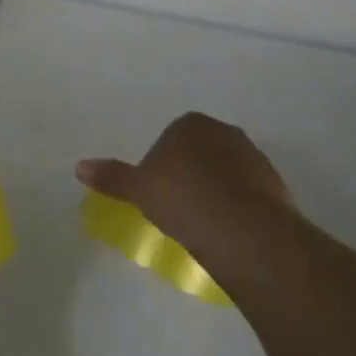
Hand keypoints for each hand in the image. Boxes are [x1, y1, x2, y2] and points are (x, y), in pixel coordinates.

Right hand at [77, 112, 294, 261]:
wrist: (244, 231)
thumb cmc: (183, 200)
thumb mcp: (139, 189)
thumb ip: (112, 176)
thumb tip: (80, 166)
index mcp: (190, 124)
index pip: (170, 138)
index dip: (161, 165)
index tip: (157, 193)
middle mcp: (224, 131)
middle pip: (199, 152)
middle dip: (189, 174)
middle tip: (177, 208)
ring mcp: (254, 157)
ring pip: (225, 172)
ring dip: (215, 190)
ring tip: (203, 223)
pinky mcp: (275, 185)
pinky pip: (247, 192)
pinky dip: (237, 206)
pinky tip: (227, 230)